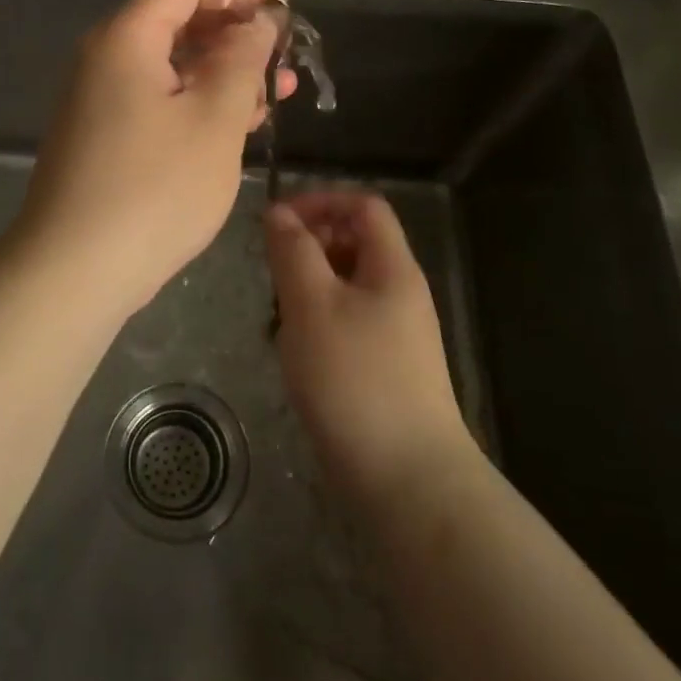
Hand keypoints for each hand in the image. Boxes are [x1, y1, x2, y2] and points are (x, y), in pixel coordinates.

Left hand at [15, 0, 291, 316]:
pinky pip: (157, 100)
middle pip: (177, 22)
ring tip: (276, 95)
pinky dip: (197, 103)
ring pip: (170, 66)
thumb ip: (243, 60)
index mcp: (126, 38)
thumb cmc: (155, 189)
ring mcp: (100, 100)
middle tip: (285, 59)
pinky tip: (237, 126)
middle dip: (236, 35)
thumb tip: (257, 22)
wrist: (74, 271)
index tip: (282, 12)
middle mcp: (105, 58)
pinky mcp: (103, 136)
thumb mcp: (215, 120)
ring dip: (223, 73)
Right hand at [265, 190, 474, 499]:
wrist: (406, 479)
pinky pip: (347, 322)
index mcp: (393, 267)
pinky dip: (318, 323)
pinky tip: (297, 354)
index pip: (363, 206)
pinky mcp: (385, 367)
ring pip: (346, 285)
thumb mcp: (312, 305)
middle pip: (355, 243)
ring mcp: (396, 333)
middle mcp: (400, 292)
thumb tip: (279, 213)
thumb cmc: (354, 379)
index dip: (320, 201)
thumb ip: (293, 252)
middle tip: (274, 274)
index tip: (277, 222)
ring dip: (309, 288)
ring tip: (280, 318)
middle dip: (309, 246)